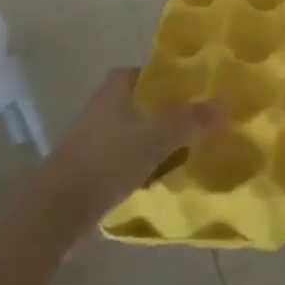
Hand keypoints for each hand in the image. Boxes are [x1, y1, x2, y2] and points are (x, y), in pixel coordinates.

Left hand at [39, 69, 222, 237]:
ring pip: (131, 133)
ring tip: (186, 148)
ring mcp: (91, 143)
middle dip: (164, 110)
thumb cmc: (106, 161)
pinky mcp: (88, 173)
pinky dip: (141, 165)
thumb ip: (192, 119)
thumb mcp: (156, 137)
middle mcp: (100, 111)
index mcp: (113, 92)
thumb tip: (228, 102)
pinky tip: (161, 177)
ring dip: (153, 139)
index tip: (190, 87)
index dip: (163, 76)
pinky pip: (123, 161)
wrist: (55, 212)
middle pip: (138, 103)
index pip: (140, 72)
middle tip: (196, 119)